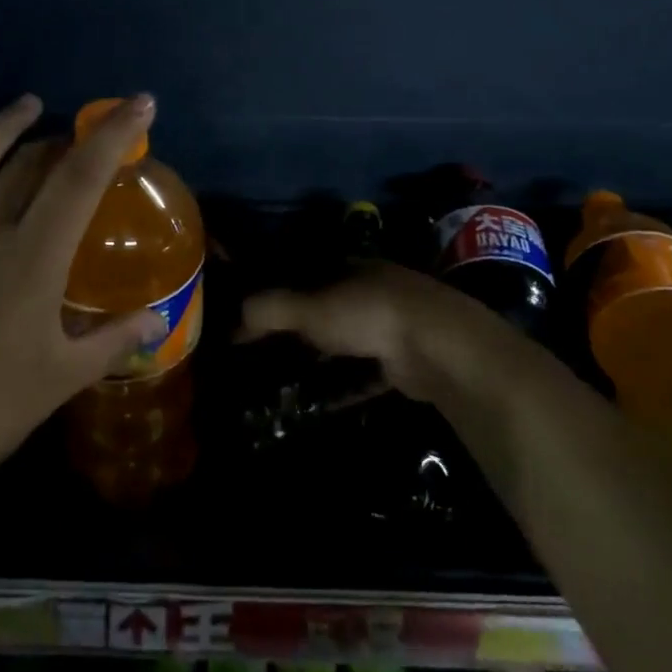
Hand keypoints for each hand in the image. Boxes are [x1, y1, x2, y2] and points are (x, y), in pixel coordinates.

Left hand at [0, 93, 163, 567]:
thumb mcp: (59, 379)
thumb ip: (112, 340)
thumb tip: (156, 319)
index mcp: (33, 258)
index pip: (81, 177)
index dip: (114, 135)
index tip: (139, 104)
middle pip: (32, 162)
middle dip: (65, 141)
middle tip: (84, 142)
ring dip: (7, 125)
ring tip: (29, 105)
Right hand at [239, 262, 517, 405]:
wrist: (440, 347)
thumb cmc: (368, 313)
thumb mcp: (310, 307)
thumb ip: (270, 309)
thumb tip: (231, 318)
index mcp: (352, 267)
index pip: (307, 274)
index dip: (280, 291)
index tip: (253, 315)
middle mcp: (374, 291)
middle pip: (327, 309)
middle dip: (299, 330)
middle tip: (265, 352)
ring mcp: (394, 327)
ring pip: (347, 343)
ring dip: (320, 361)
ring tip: (285, 382)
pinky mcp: (406, 363)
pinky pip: (365, 375)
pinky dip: (343, 387)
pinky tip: (319, 404)